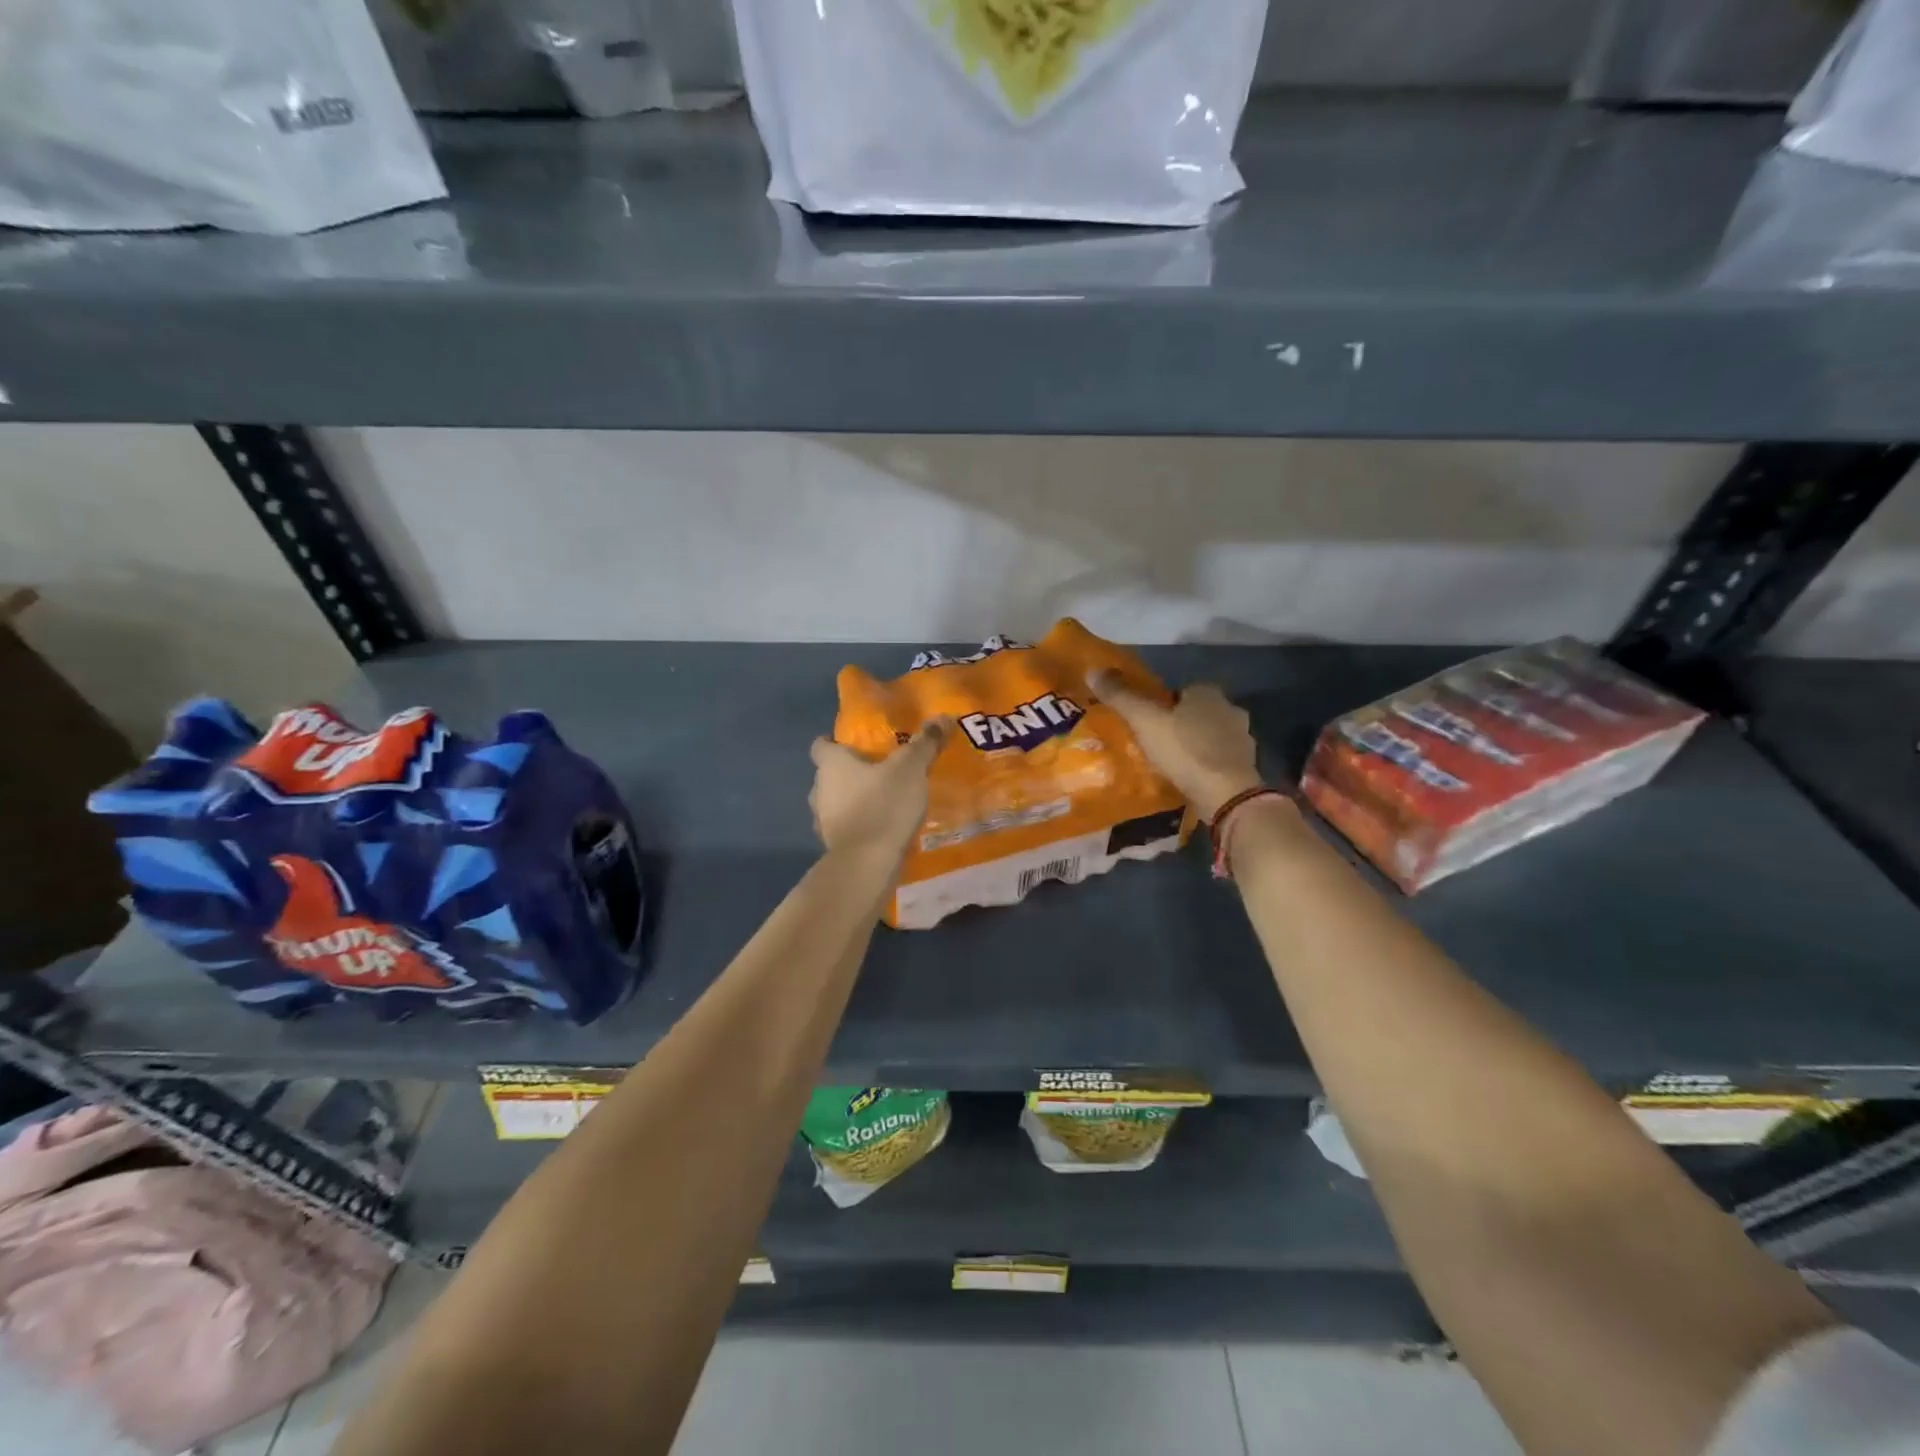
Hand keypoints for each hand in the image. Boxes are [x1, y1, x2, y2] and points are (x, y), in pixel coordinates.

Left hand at [809, 720, 950, 855]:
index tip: (849, 742)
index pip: (820, 746)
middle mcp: (819, 790)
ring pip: (834, 803)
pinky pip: (845, 828)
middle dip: (847, 772)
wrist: (867, 864)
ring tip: (880, 800)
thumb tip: (942, 716)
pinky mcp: (834, 847)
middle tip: (875, 770)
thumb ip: (924, 743)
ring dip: (851, 801)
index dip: (832, 742)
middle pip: (827, 775)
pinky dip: (858, 825)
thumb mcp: (910, 768)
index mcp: (831, 765)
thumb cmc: (883, 805)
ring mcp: (823, 822)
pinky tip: (880, 828)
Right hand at [1087, 671, 1261, 818]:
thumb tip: (1093, 670)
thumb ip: (1121, 696)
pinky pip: (1218, 759)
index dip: (1163, 702)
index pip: (1183, 689)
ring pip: (1210, 736)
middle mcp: (1231, 710)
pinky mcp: (1245, 767)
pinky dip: (1205, 765)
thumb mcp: (1145, 721)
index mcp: (1209, 693)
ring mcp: (1242, 740)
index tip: (1147, 719)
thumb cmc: (1184, 750)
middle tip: (1155, 741)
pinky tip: (1189, 777)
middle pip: (1198, 712)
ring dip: (1194, 745)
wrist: (1225, 794)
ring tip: (1170, 762)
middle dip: (1180, 723)